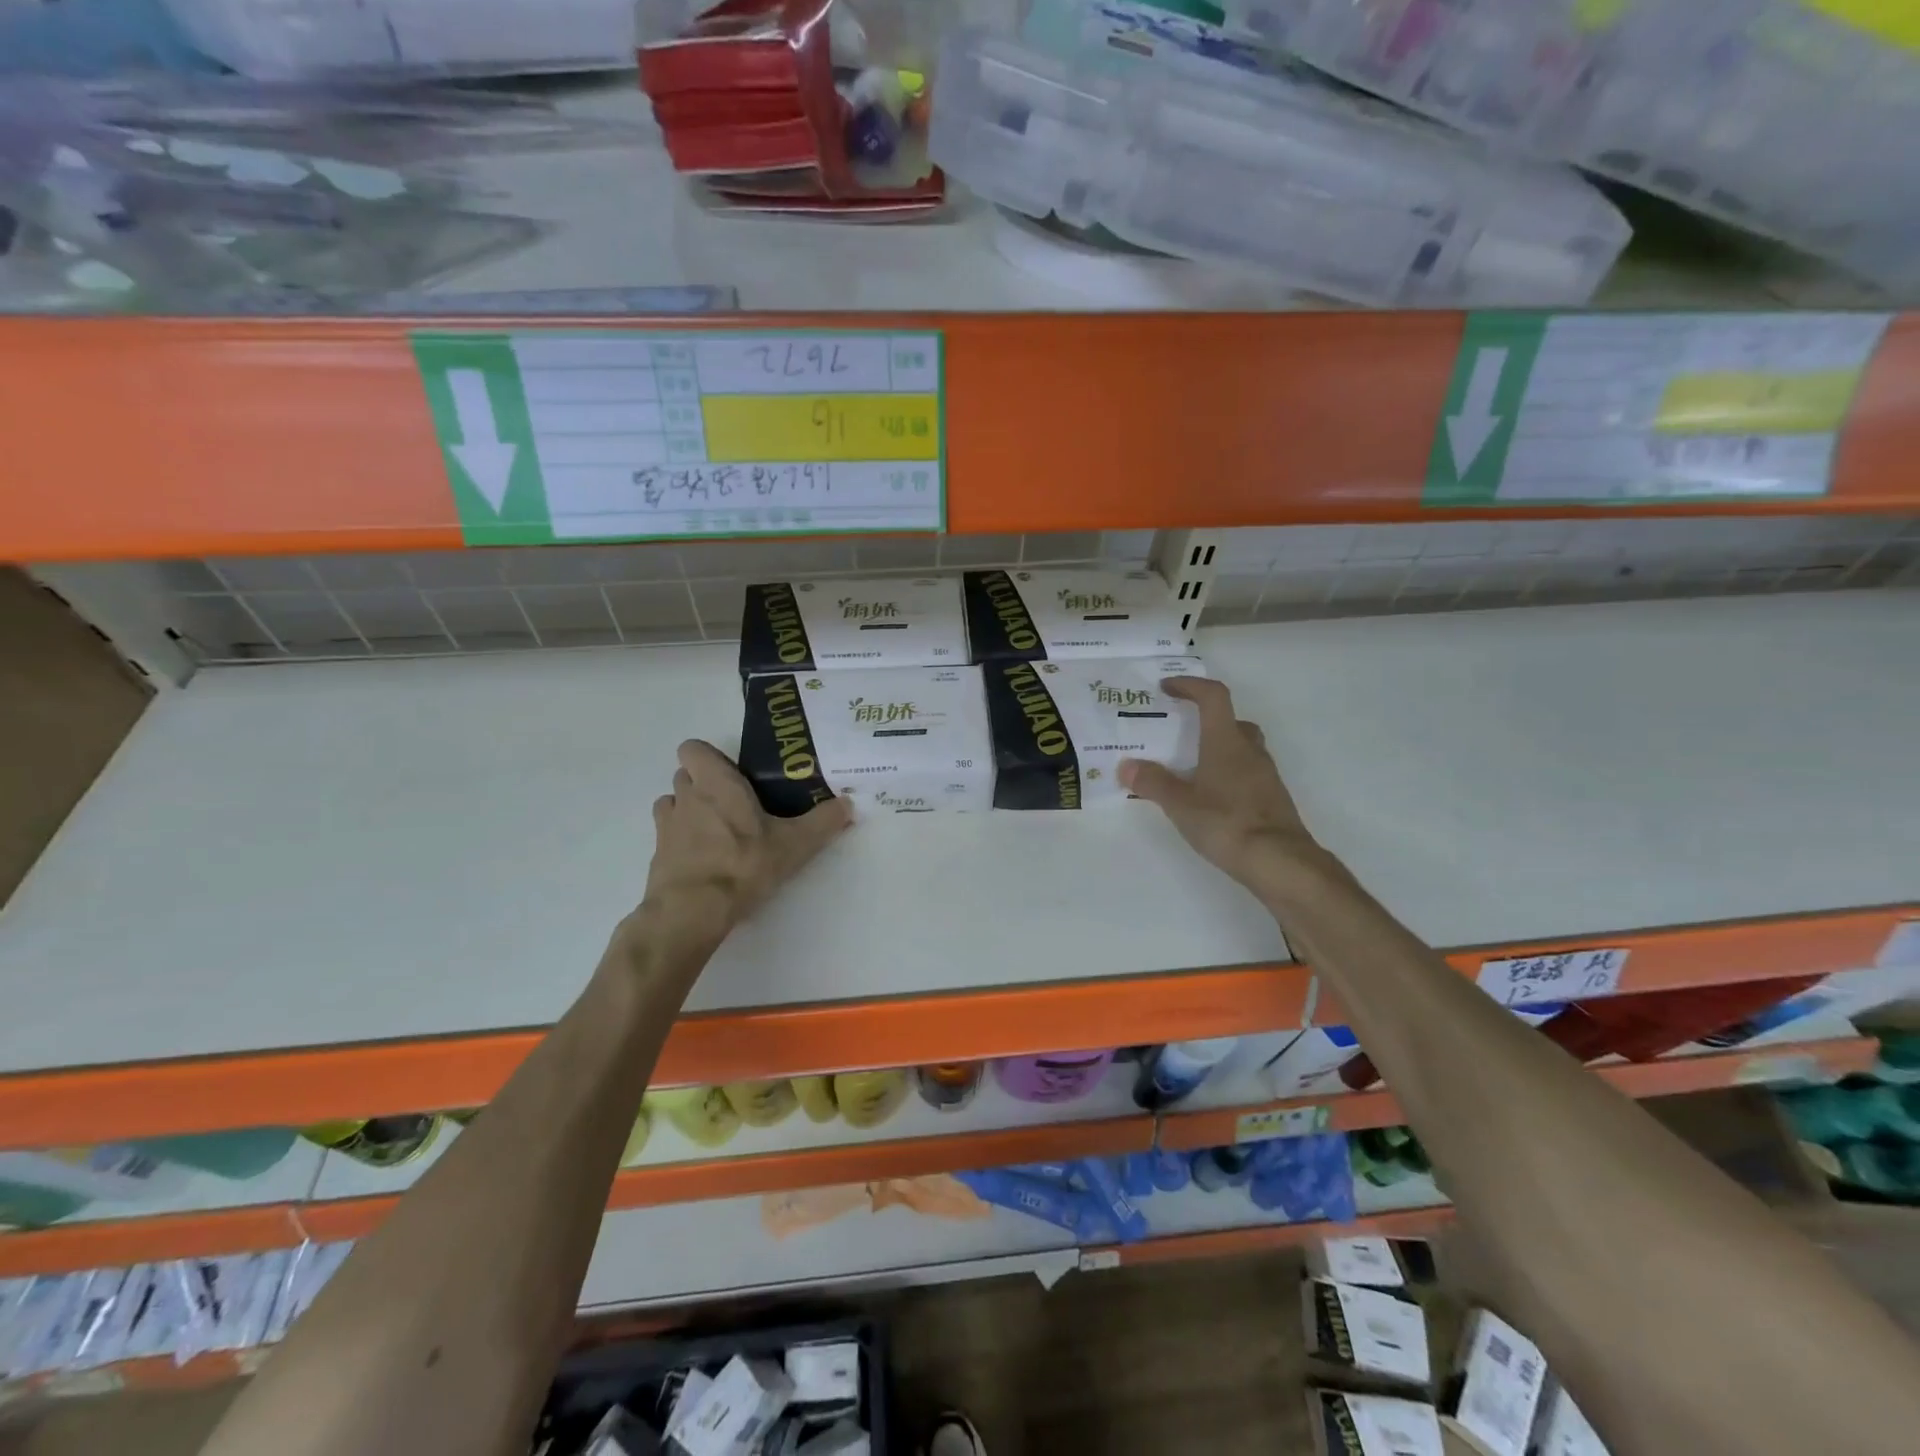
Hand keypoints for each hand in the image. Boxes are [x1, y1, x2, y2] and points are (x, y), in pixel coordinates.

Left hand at [640, 740, 852, 944]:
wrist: (693, 910)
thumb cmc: (744, 864)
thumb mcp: (795, 844)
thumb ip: (823, 822)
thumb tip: (849, 804)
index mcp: (717, 782)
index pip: (692, 748)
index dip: (708, 757)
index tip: (732, 774)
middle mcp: (687, 796)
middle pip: (685, 775)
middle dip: (704, 784)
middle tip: (733, 804)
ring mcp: (667, 826)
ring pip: (672, 803)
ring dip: (688, 810)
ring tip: (715, 830)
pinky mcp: (657, 854)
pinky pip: (667, 836)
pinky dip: (680, 841)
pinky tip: (703, 858)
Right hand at [1118, 677, 1321, 889]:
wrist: (1280, 862)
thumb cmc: (1226, 822)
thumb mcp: (1180, 804)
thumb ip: (1152, 782)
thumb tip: (1126, 765)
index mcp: (1226, 742)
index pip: (1213, 696)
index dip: (1190, 685)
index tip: (1168, 688)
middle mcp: (1249, 751)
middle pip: (1232, 721)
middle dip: (1206, 719)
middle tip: (1181, 732)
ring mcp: (1265, 775)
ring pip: (1241, 748)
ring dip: (1218, 749)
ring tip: (1190, 768)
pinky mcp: (1271, 799)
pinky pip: (1246, 774)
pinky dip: (1228, 775)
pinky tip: (1210, 798)